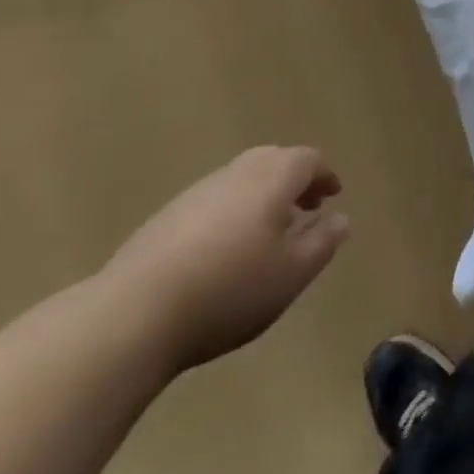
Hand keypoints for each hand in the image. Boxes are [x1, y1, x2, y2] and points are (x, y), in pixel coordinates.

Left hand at [99, 146, 349, 374]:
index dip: (324, 175)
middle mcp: (236, 174)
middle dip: (294, 180)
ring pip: (241, 179)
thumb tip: (340, 218)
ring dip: (262, 196)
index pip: (307, 159)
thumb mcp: (292, 273)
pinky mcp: (165, 218)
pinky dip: (232, 212)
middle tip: (305, 209)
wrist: (133, 314)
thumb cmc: (229, 290)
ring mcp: (196, 193)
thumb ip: (322, 242)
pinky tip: (225, 251)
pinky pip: (213, 201)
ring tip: (268, 233)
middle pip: (273, 161)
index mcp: (271, 179)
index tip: (333, 196)